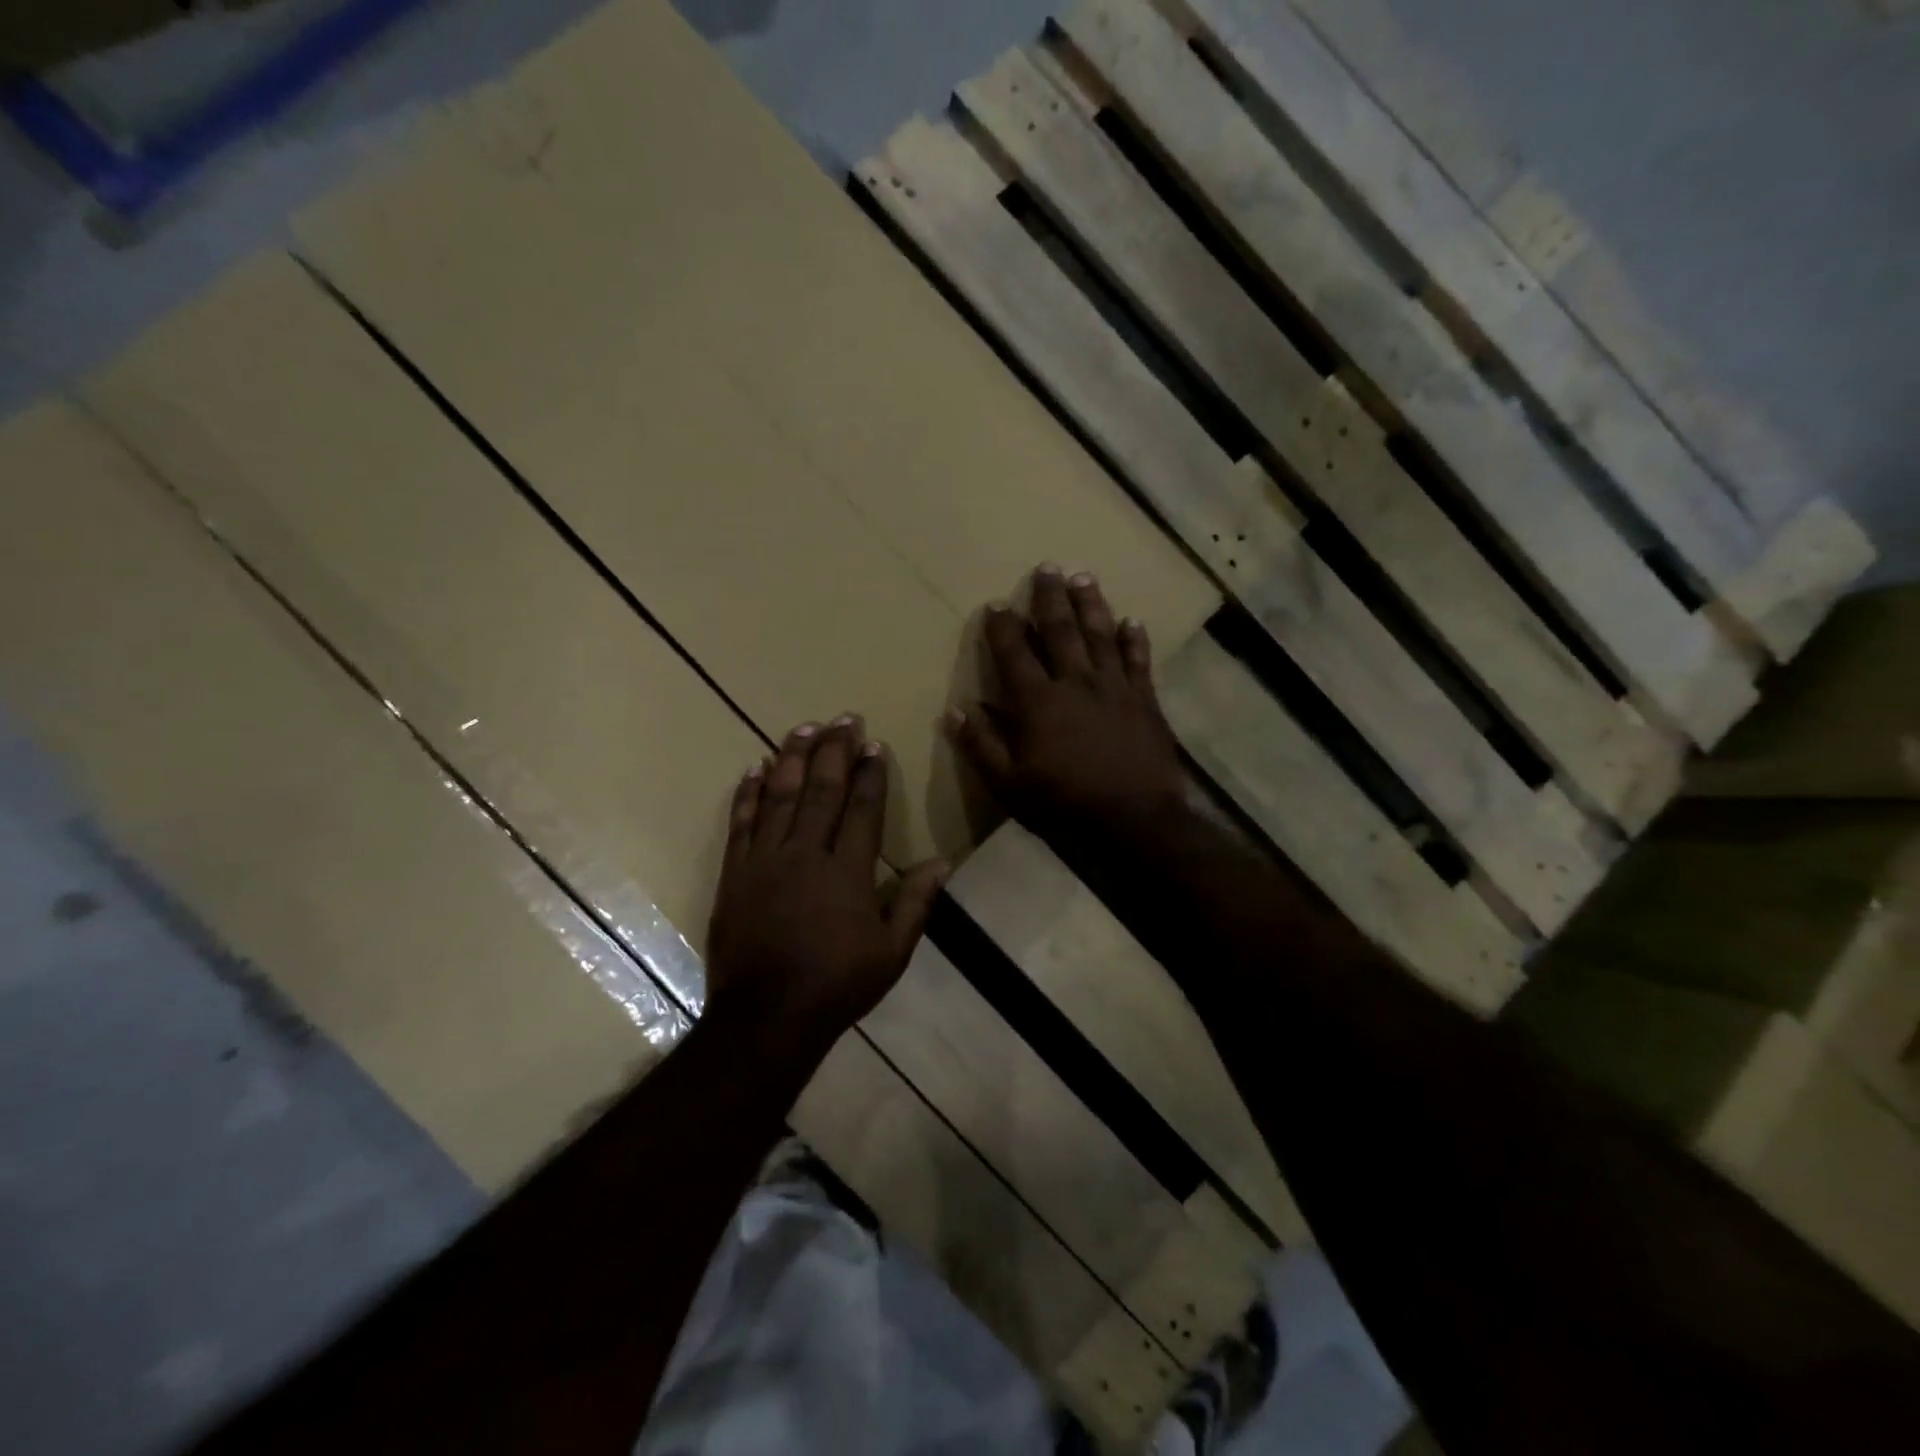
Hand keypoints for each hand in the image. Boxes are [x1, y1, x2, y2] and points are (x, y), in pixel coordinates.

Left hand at [706, 717, 946, 1057]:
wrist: (767, 1016)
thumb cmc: (837, 984)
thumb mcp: (891, 951)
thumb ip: (914, 902)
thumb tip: (941, 861)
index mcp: (847, 872)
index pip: (862, 809)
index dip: (870, 774)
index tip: (874, 745)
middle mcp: (806, 854)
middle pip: (822, 791)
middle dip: (835, 751)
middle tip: (844, 718)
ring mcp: (765, 861)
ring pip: (780, 797)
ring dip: (793, 759)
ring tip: (803, 728)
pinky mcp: (735, 873)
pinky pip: (741, 824)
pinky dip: (747, 794)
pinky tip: (754, 769)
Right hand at [948, 565, 1183, 842]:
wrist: (1136, 818)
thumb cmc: (1066, 803)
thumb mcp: (1010, 784)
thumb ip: (982, 745)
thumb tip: (954, 711)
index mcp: (1039, 702)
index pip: (1014, 653)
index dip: (1003, 627)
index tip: (996, 604)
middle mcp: (1076, 682)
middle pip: (1061, 630)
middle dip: (1050, 597)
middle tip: (1047, 567)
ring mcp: (1114, 687)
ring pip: (1101, 634)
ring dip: (1091, 604)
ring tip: (1083, 577)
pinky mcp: (1145, 699)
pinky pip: (1139, 660)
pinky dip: (1135, 639)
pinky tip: (1132, 620)